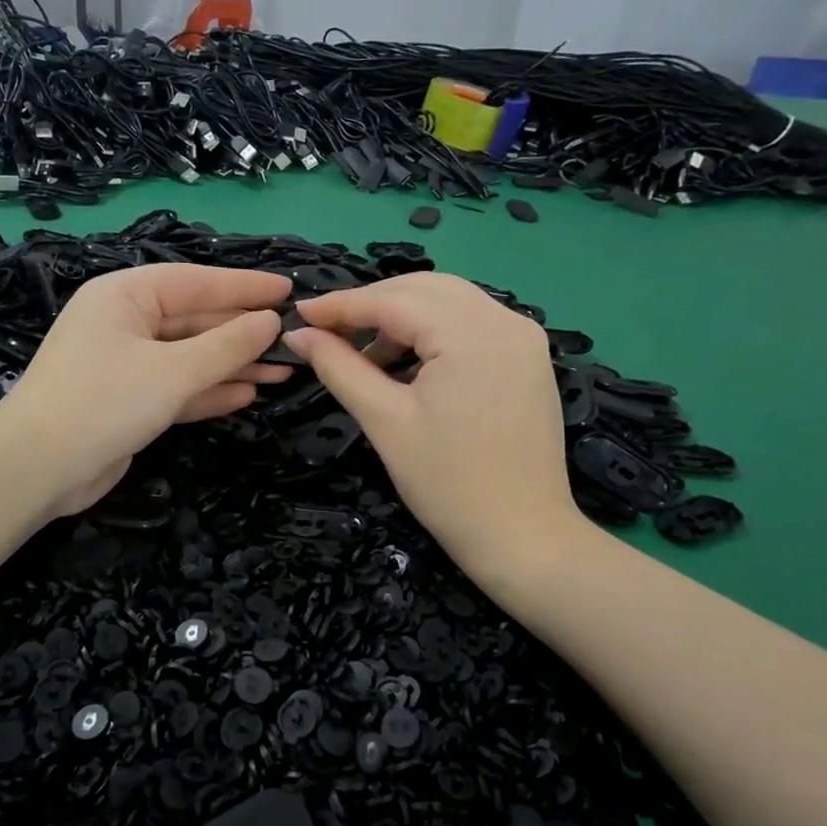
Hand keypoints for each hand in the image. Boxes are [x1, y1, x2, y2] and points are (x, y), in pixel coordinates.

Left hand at [0, 264, 292, 514]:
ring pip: (190, 358)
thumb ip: (226, 346)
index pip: (196, 282)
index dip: (244, 287)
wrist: (38, 469)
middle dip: (243, 333)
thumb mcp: (172, 371)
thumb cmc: (103, 402)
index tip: (288, 291)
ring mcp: (126, 364)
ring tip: (283, 371)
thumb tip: (270, 322)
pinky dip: (210, 391)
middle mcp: (125, 323)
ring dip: (233, 365)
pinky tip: (248, 394)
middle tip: (294, 341)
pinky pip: (178, 388)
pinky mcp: (129, 402)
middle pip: (195, 321)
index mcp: (125, 296)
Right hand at [285, 273, 582, 566]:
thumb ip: (339, 368)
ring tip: (362, 354)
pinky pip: (471, 323)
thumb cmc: (447, 484)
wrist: (522, 536)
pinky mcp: (528, 358)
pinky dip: (432, 331)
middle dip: (372, 304)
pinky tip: (406, 361)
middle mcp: (506, 320)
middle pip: (424, 289)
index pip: (394, 300)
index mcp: (472, 334)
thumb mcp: (385, 421)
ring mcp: (523, 337)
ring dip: (402, 316)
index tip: (299, 314)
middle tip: (327, 331)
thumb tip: (298, 334)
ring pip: (449, 301)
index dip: (342, 305)